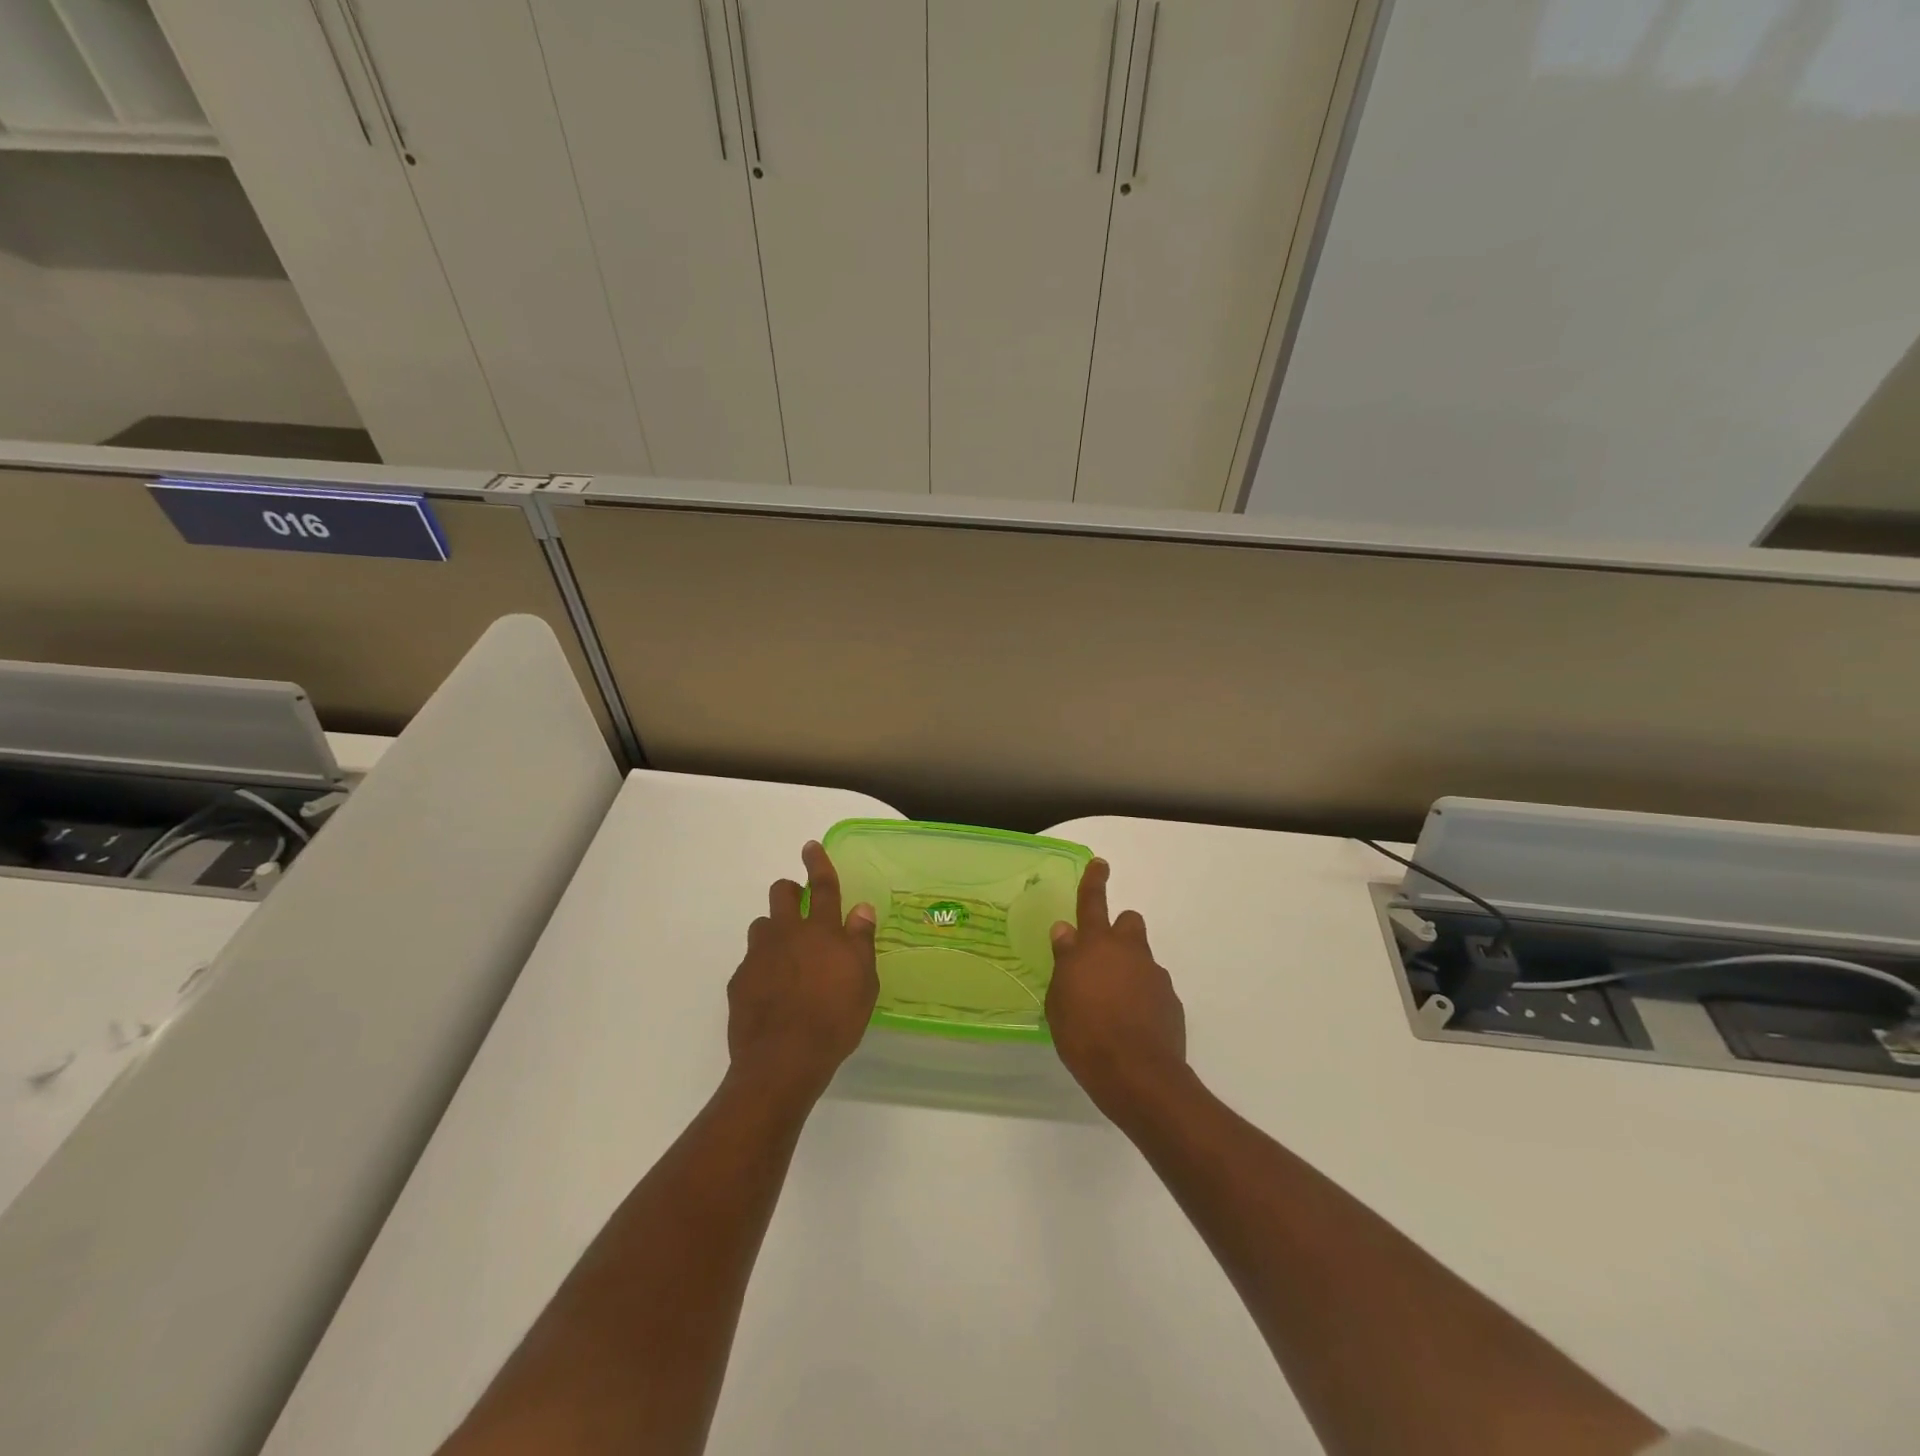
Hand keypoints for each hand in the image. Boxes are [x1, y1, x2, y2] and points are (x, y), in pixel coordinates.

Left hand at [728, 841, 878, 1103]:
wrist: (783, 1060)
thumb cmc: (834, 1020)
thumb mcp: (864, 982)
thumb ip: (860, 941)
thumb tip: (861, 909)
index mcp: (822, 931)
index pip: (822, 886)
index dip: (818, 863)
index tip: (811, 846)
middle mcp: (787, 934)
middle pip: (782, 894)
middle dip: (789, 891)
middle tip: (800, 906)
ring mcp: (759, 956)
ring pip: (762, 926)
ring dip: (774, 931)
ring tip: (787, 956)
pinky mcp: (739, 980)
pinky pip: (750, 962)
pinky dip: (762, 967)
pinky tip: (772, 992)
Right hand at [1046, 859, 1188, 1121]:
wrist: (1137, 1075)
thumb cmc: (1085, 1035)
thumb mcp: (1059, 999)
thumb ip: (1064, 961)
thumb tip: (1065, 932)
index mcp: (1095, 946)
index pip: (1092, 903)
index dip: (1094, 881)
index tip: (1100, 864)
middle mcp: (1128, 952)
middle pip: (1128, 922)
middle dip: (1117, 932)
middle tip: (1102, 959)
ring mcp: (1154, 976)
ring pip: (1141, 957)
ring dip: (1129, 969)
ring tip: (1113, 1003)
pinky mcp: (1171, 1001)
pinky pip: (1153, 988)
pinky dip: (1142, 998)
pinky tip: (1131, 1025)